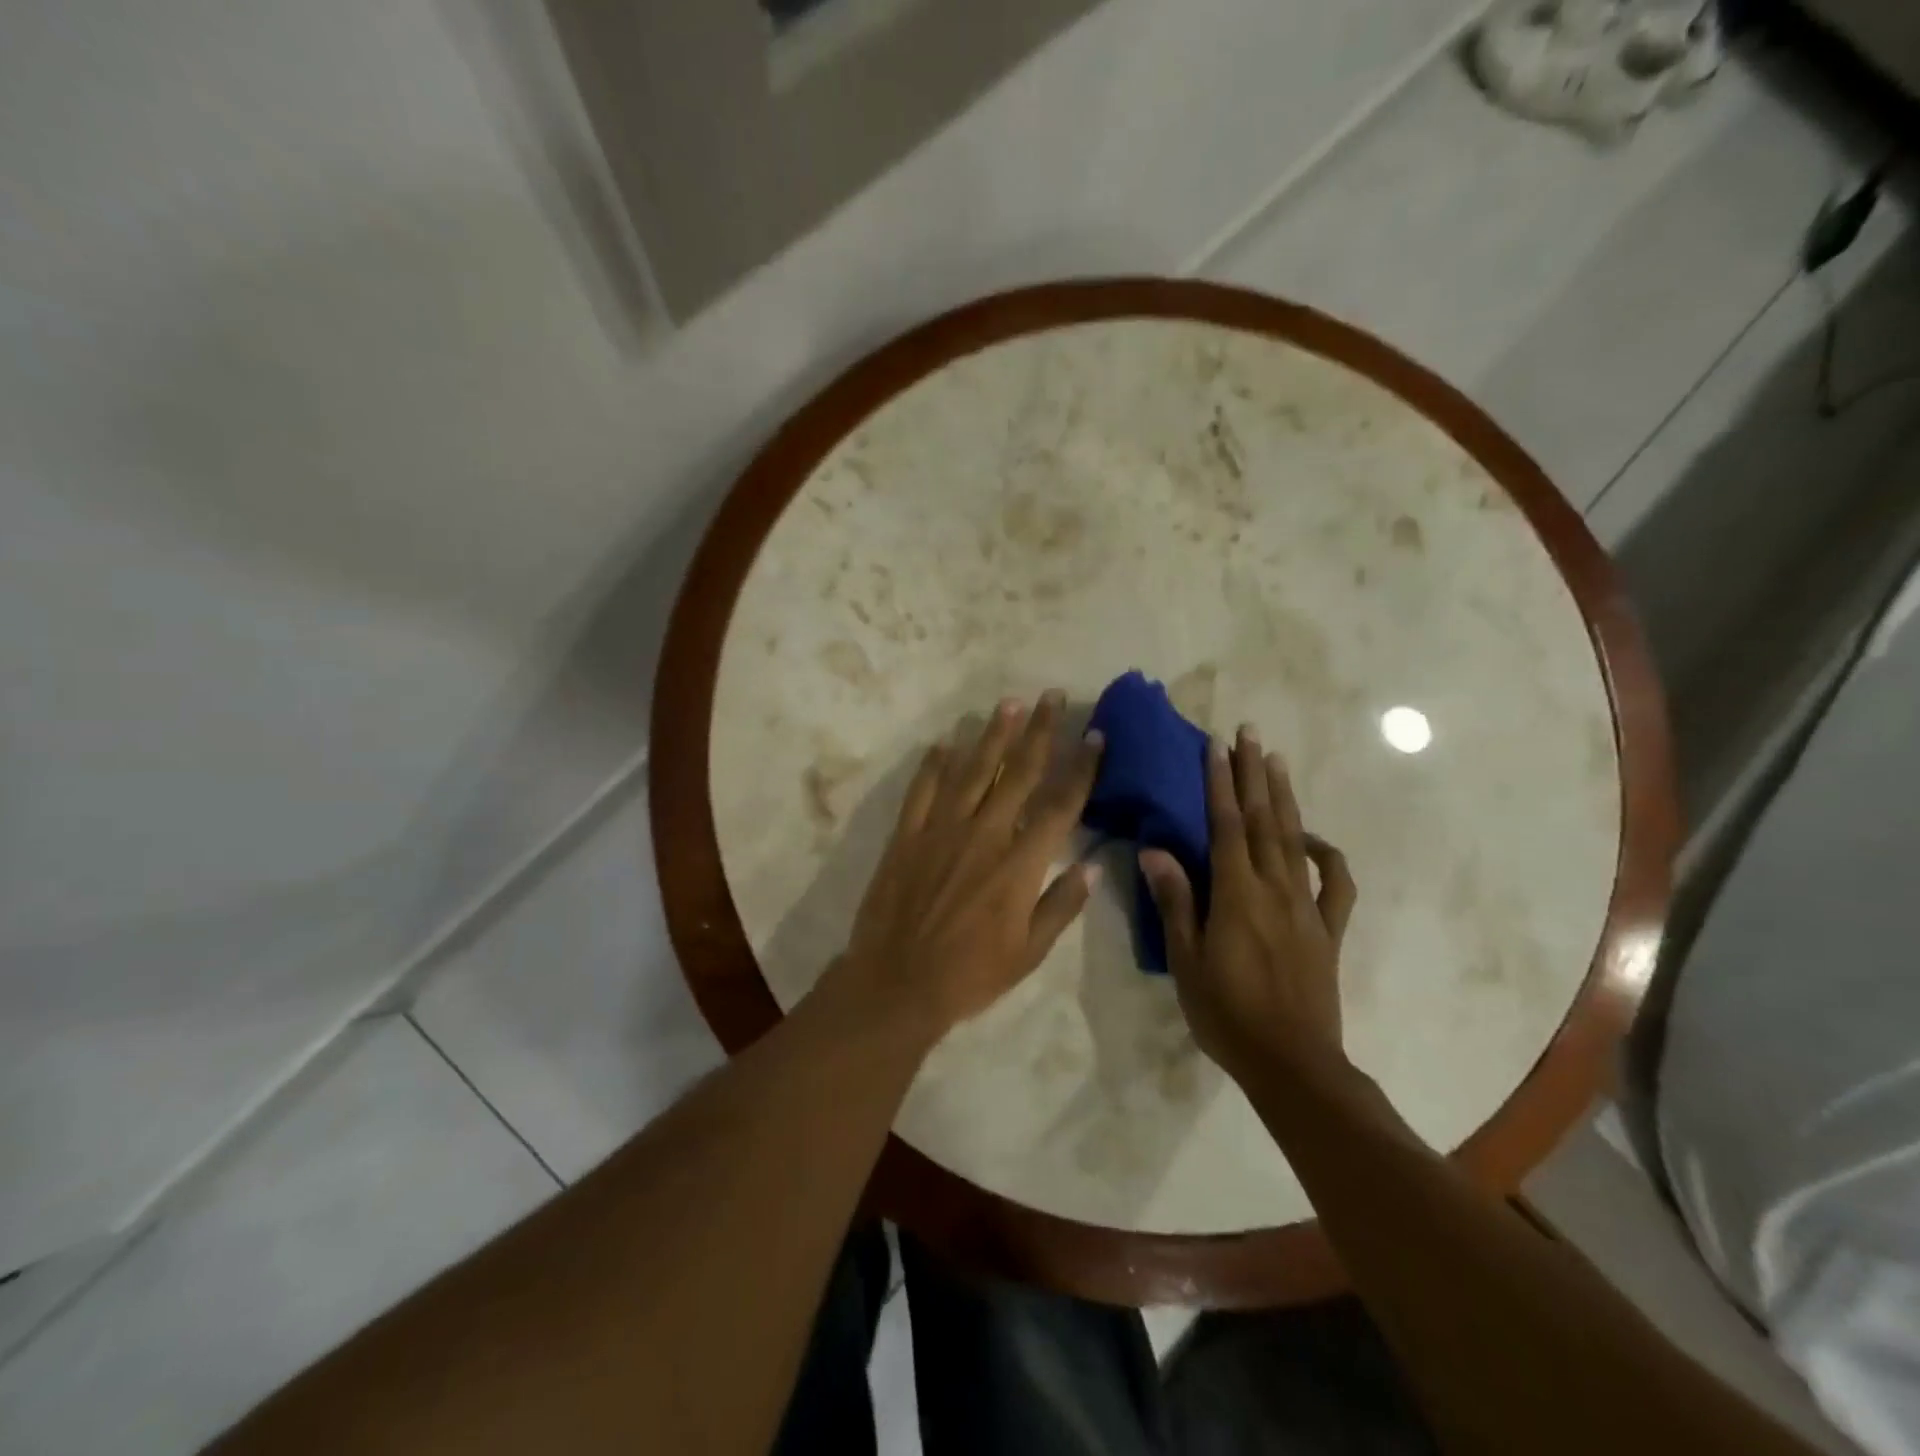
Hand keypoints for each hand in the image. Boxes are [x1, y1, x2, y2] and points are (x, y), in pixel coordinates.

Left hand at [837, 692, 1104, 1039]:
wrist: (896, 983)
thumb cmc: (969, 975)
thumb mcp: (1029, 953)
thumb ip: (1061, 905)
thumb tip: (1091, 865)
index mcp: (1019, 864)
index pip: (1060, 804)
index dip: (1081, 768)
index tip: (1095, 736)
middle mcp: (984, 835)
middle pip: (1018, 773)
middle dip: (1039, 731)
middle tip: (1052, 697)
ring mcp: (941, 830)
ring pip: (972, 771)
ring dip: (992, 735)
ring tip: (1009, 704)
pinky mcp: (907, 835)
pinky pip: (923, 790)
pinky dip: (934, 764)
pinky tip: (944, 742)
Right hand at [1139, 725, 1356, 1081]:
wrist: (1292, 1064)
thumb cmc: (1226, 1014)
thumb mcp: (1186, 961)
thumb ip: (1175, 902)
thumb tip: (1155, 851)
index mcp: (1236, 895)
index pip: (1226, 825)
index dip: (1220, 783)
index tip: (1216, 745)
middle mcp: (1275, 889)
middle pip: (1263, 820)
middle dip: (1254, 773)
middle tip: (1249, 732)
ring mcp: (1307, 907)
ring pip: (1295, 840)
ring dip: (1284, 797)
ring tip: (1276, 761)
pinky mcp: (1328, 930)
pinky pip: (1337, 885)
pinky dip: (1329, 855)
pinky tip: (1316, 839)